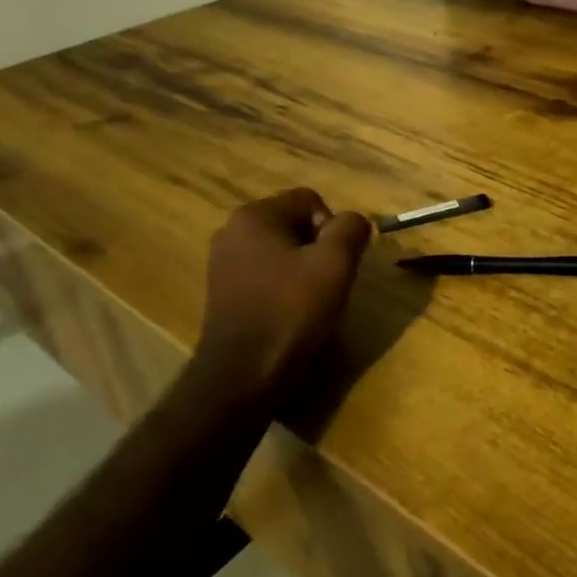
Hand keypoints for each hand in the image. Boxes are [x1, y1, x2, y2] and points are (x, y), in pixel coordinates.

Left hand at [190, 187, 373, 405]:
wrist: (242, 376)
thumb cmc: (290, 311)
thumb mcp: (335, 264)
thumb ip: (351, 228)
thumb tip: (355, 221)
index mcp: (254, 216)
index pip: (310, 200)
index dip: (333, 228)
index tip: (337, 263)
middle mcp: (231, 231)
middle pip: (294, 224)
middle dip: (318, 248)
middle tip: (328, 282)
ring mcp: (222, 263)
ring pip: (280, 250)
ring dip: (302, 268)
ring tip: (311, 301)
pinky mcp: (221, 292)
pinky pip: (264, 274)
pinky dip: (282, 286)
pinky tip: (289, 312)